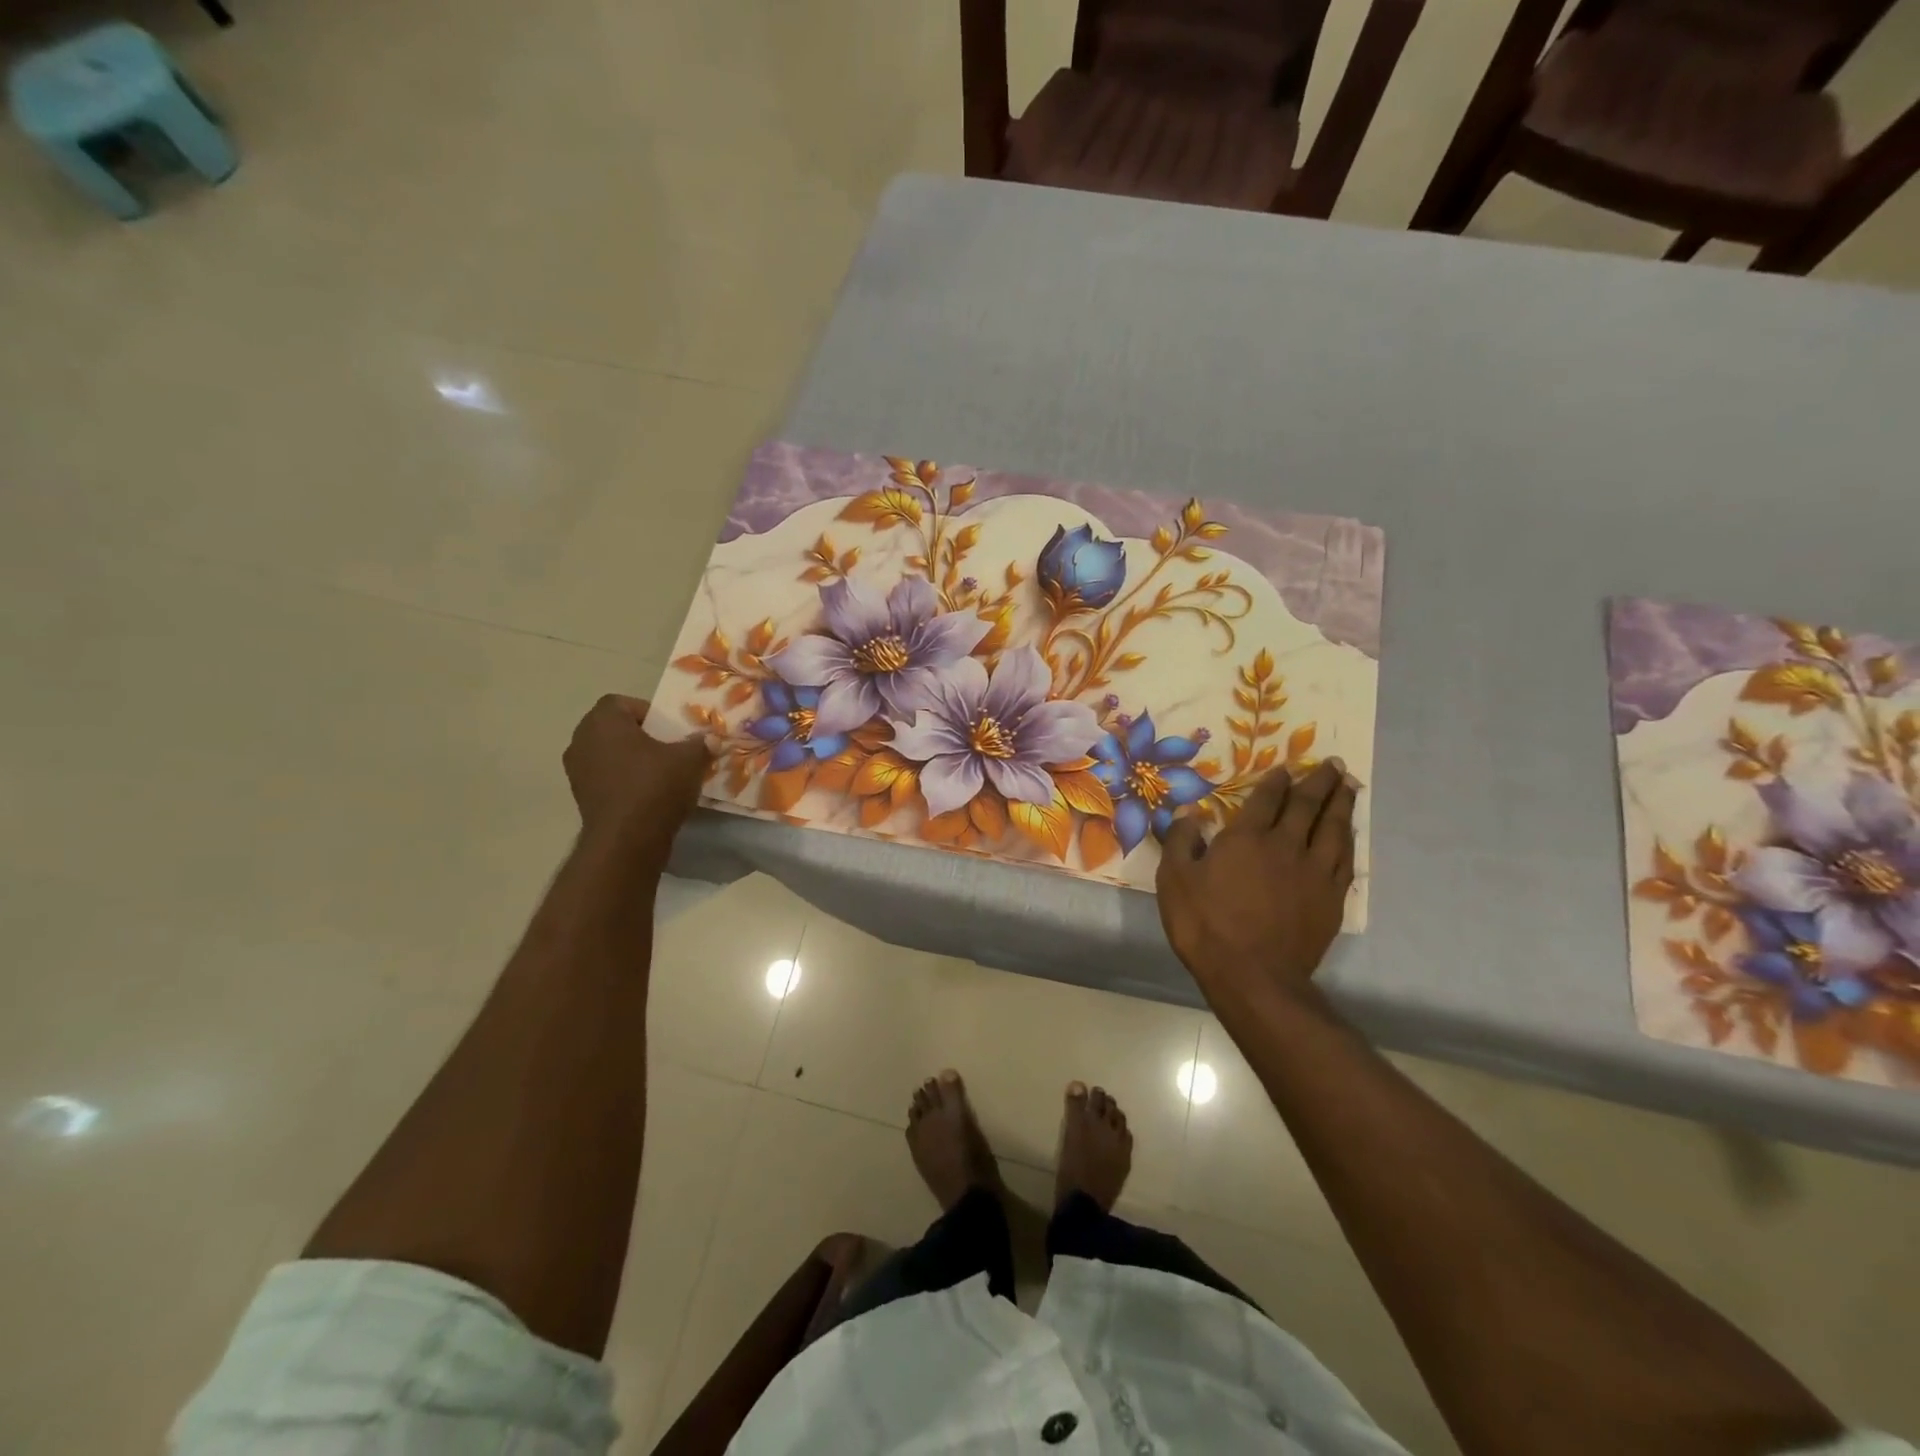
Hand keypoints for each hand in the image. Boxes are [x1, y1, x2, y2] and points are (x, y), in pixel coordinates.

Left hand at [563, 695, 712, 851]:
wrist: (627, 840)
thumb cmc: (655, 786)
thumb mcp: (690, 759)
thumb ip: (700, 743)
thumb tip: (710, 739)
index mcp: (603, 721)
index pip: (621, 703)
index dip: (647, 712)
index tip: (669, 729)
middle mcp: (581, 740)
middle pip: (613, 728)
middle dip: (640, 736)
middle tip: (667, 749)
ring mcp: (577, 770)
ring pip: (608, 754)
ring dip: (630, 760)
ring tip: (659, 773)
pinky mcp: (580, 797)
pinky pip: (605, 778)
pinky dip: (622, 781)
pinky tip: (647, 795)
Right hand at [1156, 759, 1357, 1010]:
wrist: (1253, 976)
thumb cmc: (1205, 925)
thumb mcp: (1175, 879)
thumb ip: (1180, 840)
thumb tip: (1189, 810)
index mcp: (1247, 838)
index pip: (1267, 799)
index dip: (1277, 781)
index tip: (1287, 768)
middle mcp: (1286, 846)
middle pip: (1307, 806)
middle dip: (1319, 781)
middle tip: (1333, 764)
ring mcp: (1314, 872)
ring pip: (1333, 828)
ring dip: (1341, 803)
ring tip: (1348, 786)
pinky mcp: (1332, 899)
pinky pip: (1346, 859)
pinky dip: (1349, 840)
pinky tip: (1350, 833)